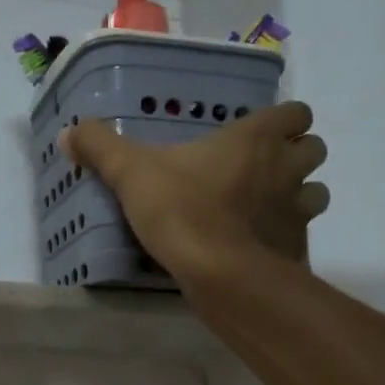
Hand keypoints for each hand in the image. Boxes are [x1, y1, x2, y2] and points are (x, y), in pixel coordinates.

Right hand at [61, 101, 328, 283]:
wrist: (219, 273)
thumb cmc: (181, 211)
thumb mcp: (131, 174)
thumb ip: (102, 148)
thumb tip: (68, 132)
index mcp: (256, 139)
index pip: (295, 112)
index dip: (282, 120)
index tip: (256, 134)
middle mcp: (286, 167)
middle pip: (313, 147)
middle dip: (294, 155)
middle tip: (260, 170)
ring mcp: (298, 209)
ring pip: (316, 191)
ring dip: (298, 194)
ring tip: (264, 208)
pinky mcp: (297, 248)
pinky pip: (302, 234)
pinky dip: (286, 235)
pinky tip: (259, 246)